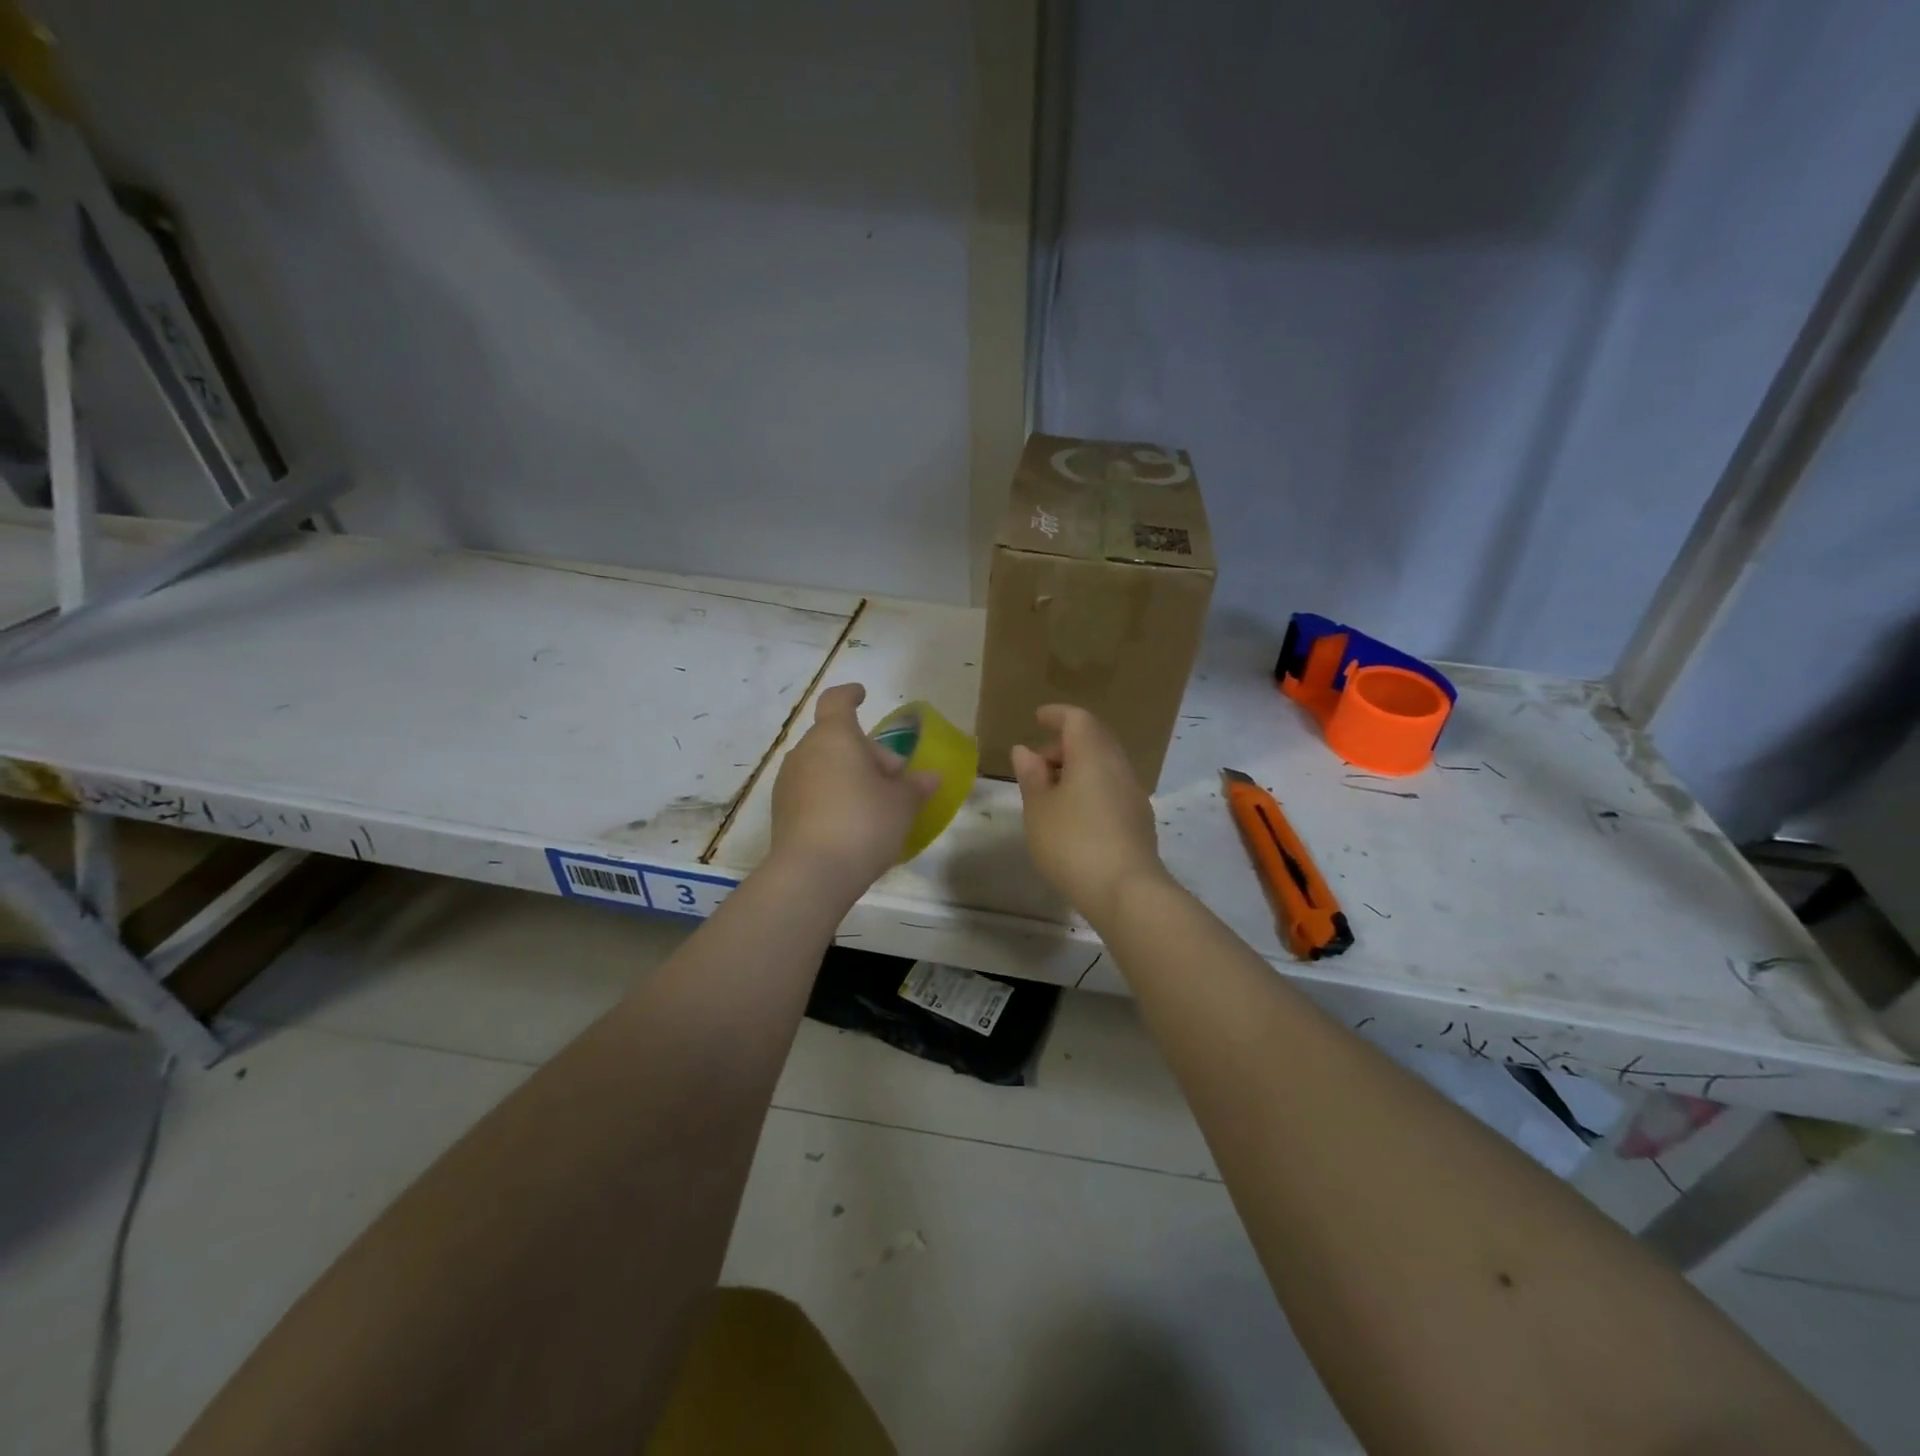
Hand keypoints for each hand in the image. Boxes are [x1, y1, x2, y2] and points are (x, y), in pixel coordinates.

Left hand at [767, 683, 936, 906]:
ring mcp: (788, 782)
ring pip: (823, 766)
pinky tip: (852, 824)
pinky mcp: (782, 811)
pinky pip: (812, 791)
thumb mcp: (902, 804)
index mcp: (834, 736)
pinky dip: (832, 796)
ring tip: (875, 803)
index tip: (862, 695)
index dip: (851, 695)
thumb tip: (930, 777)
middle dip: (865, 752)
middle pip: (836, 738)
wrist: (812, 874)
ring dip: (848, 775)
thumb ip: (916, 786)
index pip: (837, 701)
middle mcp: (805, 752)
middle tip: (893, 778)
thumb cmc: (863, 823)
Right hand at [1010, 705, 1167, 926]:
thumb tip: (1025, 751)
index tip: (1038, 718)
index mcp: (1093, 755)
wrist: (1126, 891)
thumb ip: (1031, 776)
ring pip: (1104, 765)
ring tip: (1051, 792)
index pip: (1077, 719)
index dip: (1056, 715)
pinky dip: (1091, 787)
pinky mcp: (1139, 820)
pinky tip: (1074, 814)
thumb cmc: (1072, 843)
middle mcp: (1119, 766)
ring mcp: (1134, 794)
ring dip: (1078, 768)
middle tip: (1038, 762)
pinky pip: (1112, 788)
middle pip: (1094, 739)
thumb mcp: (1038, 809)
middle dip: (1065, 744)